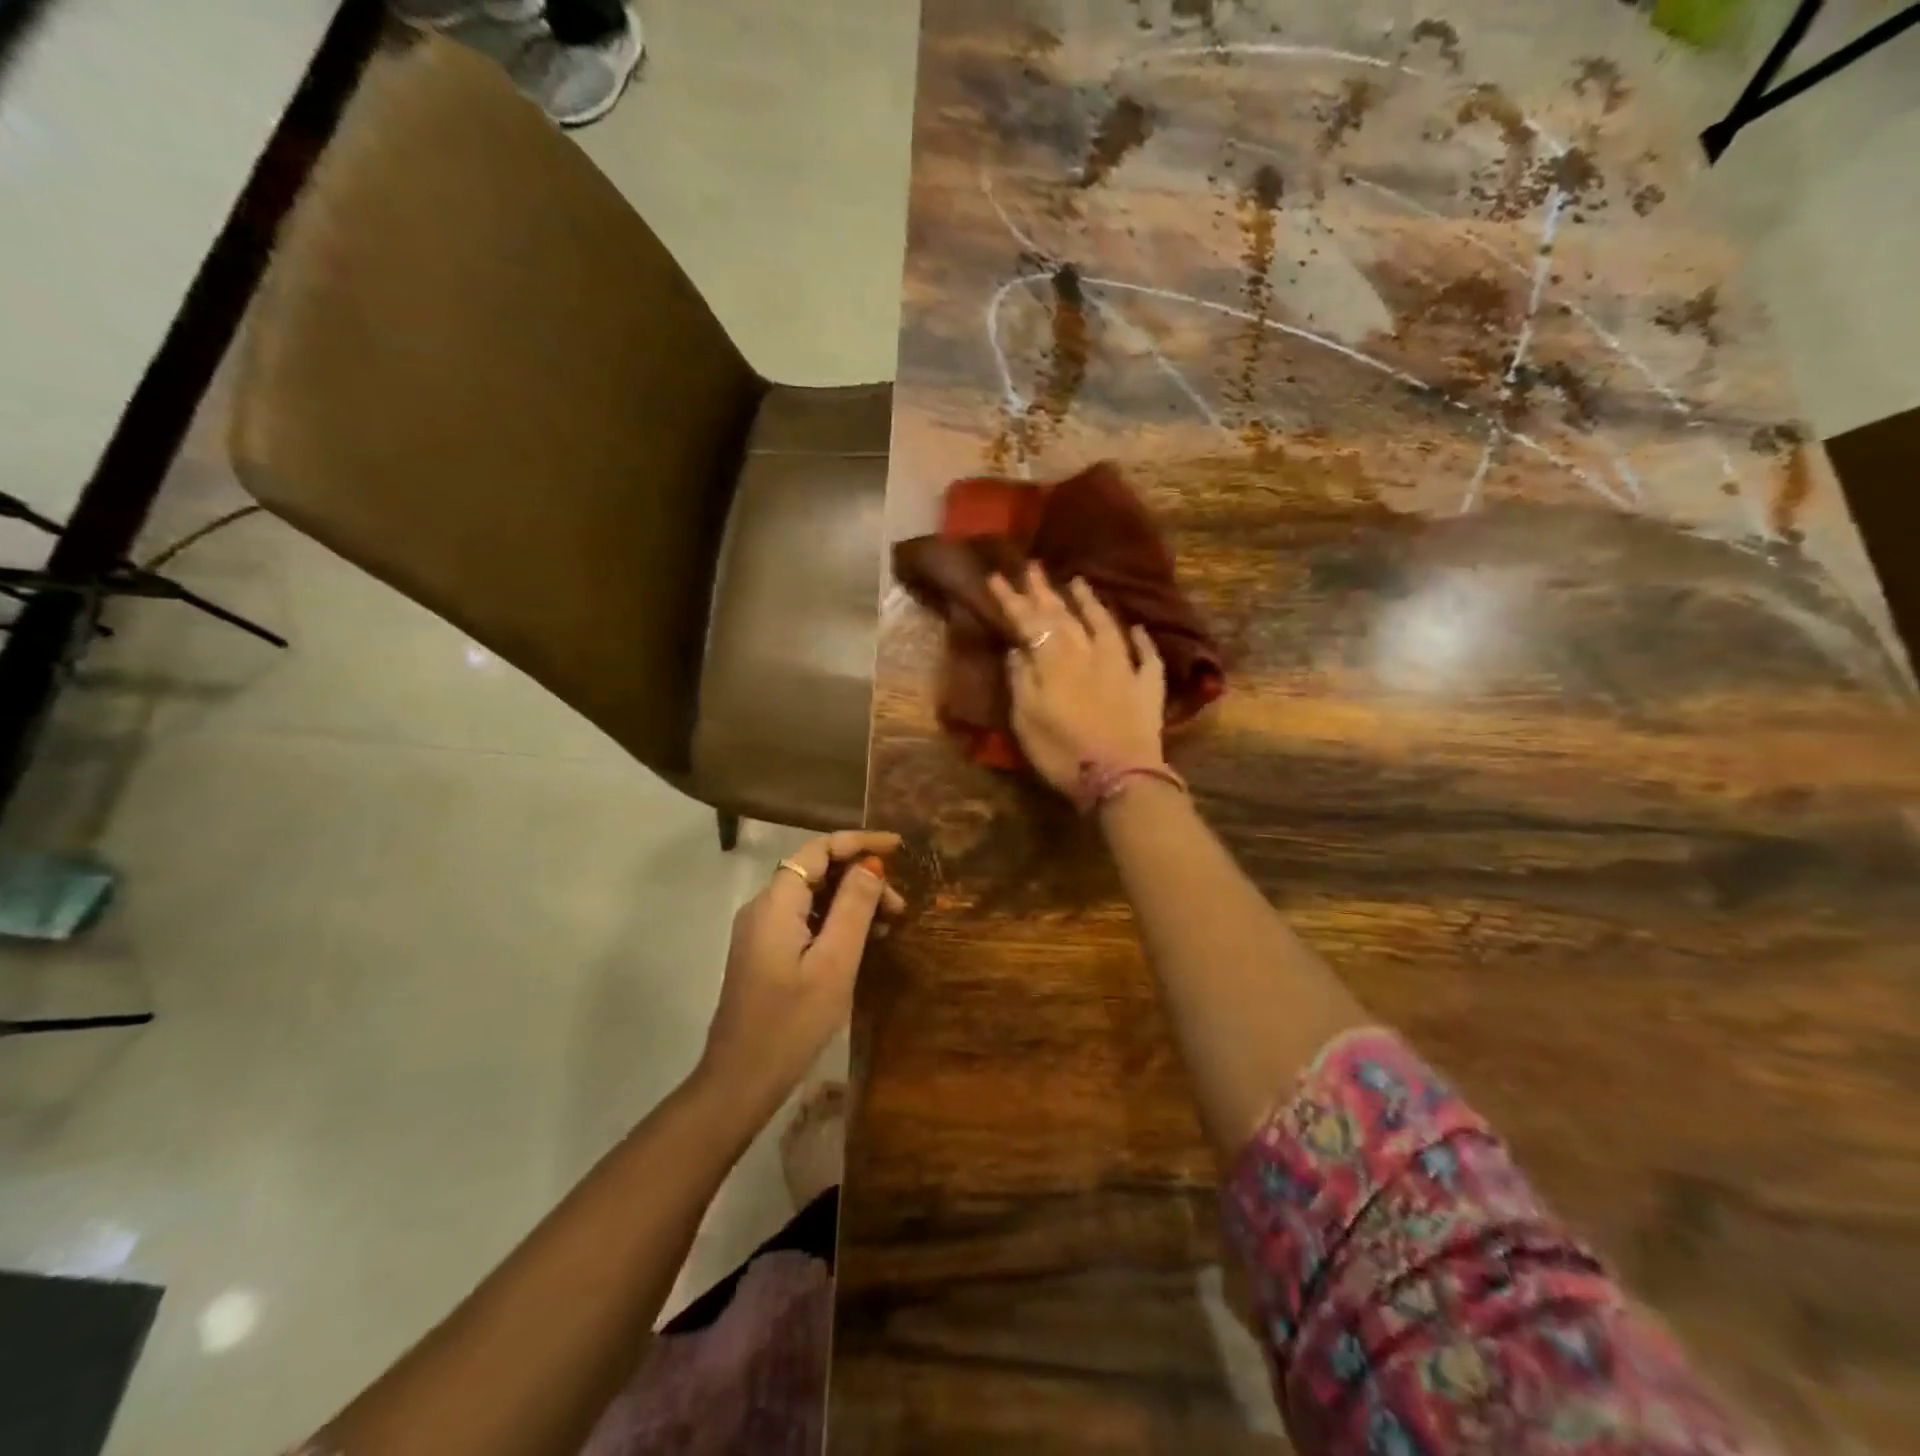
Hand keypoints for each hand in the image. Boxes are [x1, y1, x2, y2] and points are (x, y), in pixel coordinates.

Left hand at [698, 830, 904, 1116]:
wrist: (740, 1082)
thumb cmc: (791, 1023)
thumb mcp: (834, 964)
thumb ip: (853, 908)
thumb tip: (871, 866)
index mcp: (776, 903)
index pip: (819, 850)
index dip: (859, 842)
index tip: (899, 848)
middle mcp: (764, 907)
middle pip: (816, 871)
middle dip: (861, 877)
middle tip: (901, 906)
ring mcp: (761, 931)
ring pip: (813, 897)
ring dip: (852, 901)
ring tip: (890, 924)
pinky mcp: (765, 953)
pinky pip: (805, 920)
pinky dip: (836, 922)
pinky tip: (864, 941)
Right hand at [988, 564, 1166, 798]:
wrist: (1120, 778)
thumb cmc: (1063, 753)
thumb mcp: (1026, 720)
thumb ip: (1021, 679)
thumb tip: (1018, 648)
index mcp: (1055, 661)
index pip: (1029, 622)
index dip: (1012, 599)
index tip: (997, 576)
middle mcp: (1088, 654)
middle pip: (1064, 616)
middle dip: (1045, 591)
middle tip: (1033, 566)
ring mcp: (1122, 667)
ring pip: (1104, 625)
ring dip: (1090, 603)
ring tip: (1079, 582)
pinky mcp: (1147, 686)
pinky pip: (1145, 656)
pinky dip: (1141, 640)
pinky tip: (1137, 628)